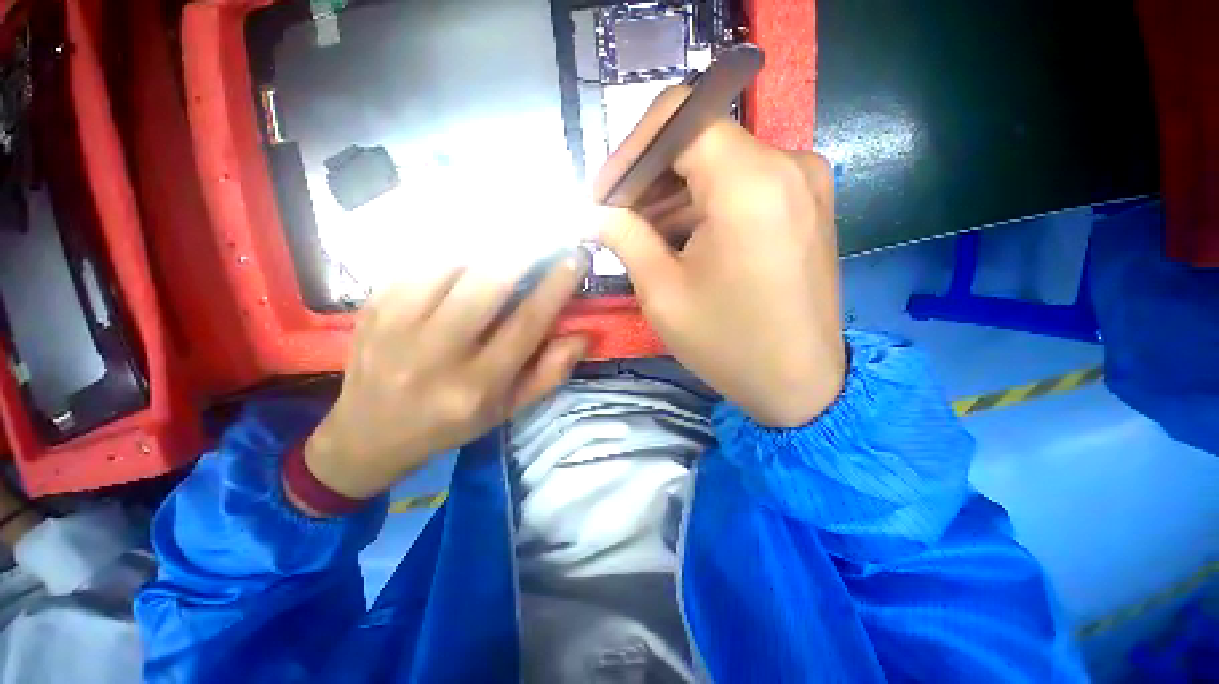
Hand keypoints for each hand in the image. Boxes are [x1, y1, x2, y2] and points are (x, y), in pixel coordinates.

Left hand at [300, 254, 590, 505]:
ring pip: (450, 263)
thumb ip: (549, 373)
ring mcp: (396, 326)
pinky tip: (470, 240)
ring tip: (511, 229)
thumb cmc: (452, 422)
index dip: (555, 287)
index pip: (525, 325)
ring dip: (486, 241)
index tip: (576, 258)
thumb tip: (583, 335)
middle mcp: (435, 355)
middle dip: (522, 250)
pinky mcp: (373, 307)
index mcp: (476, 386)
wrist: (369, 433)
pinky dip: (451, 244)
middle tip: (545, 231)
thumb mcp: (509, 408)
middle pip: (485, 285)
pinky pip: (418, 261)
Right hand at [596, 87, 844, 427]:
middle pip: (699, 138)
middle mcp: (787, 163)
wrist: (801, 384)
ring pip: (719, 161)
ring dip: (673, 192)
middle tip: (615, 216)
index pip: (679, 116)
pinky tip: (677, 237)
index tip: (605, 192)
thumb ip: (625, 238)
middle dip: (648, 175)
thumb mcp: (664, 294)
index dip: (632, 149)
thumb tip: (594, 213)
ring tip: (640, 232)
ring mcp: (804, 181)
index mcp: (750, 181)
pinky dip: (703, 203)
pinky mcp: (806, 202)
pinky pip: (743, 183)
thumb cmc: (729, 344)